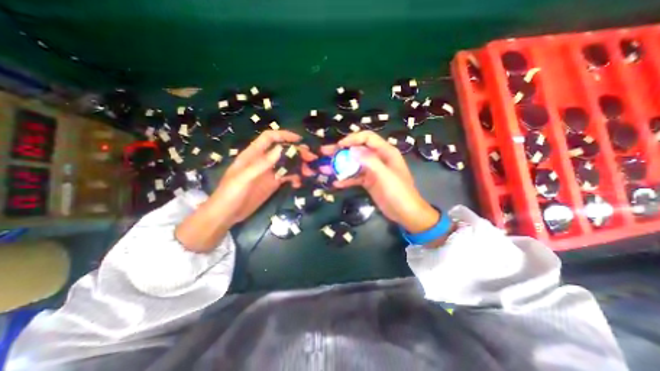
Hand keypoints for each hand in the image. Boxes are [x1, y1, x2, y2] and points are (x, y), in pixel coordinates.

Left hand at [214, 129, 313, 223]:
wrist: (226, 215)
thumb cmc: (230, 194)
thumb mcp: (244, 178)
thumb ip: (261, 163)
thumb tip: (280, 149)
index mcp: (253, 154)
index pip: (270, 138)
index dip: (284, 135)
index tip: (300, 140)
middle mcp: (263, 161)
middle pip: (283, 151)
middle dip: (297, 153)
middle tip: (311, 159)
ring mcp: (269, 172)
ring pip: (287, 164)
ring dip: (299, 166)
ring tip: (309, 173)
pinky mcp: (273, 183)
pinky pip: (287, 176)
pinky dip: (294, 178)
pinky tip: (298, 184)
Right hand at [320, 131, 436, 231]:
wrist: (405, 213)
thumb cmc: (399, 192)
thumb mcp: (385, 175)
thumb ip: (369, 161)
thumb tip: (352, 149)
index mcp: (385, 152)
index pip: (367, 138)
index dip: (352, 139)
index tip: (339, 146)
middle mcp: (378, 158)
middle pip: (357, 150)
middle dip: (341, 151)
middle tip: (325, 153)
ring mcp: (372, 170)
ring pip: (354, 163)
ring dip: (340, 166)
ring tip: (325, 169)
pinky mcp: (368, 181)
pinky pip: (355, 177)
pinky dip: (346, 179)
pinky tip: (336, 183)